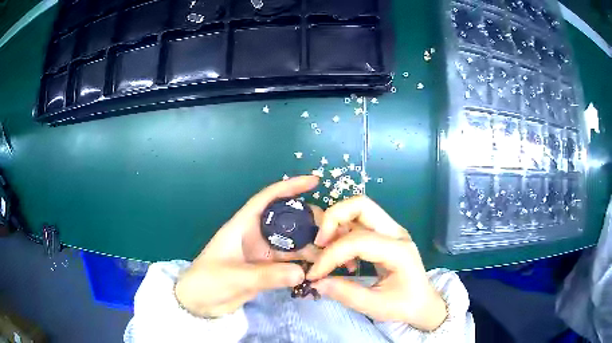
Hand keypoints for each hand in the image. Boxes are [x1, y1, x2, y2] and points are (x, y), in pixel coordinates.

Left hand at [175, 176, 321, 317]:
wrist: (198, 302)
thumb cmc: (207, 282)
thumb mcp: (234, 277)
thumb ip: (266, 276)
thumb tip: (302, 273)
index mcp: (242, 226)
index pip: (267, 198)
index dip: (289, 187)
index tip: (314, 182)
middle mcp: (255, 235)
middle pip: (287, 220)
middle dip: (310, 221)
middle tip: (334, 230)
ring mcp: (262, 253)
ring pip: (292, 243)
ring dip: (311, 246)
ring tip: (333, 252)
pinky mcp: (266, 269)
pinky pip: (290, 261)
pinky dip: (304, 264)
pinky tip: (319, 268)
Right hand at [307, 196, 447, 330]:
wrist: (424, 304)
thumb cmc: (405, 306)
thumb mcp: (376, 306)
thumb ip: (345, 294)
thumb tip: (316, 282)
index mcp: (398, 251)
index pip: (357, 241)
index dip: (330, 255)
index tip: (314, 274)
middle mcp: (396, 233)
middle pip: (360, 205)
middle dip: (333, 219)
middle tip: (320, 244)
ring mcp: (391, 231)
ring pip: (358, 210)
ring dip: (337, 225)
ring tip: (328, 254)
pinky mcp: (385, 235)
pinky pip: (359, 223)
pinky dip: (344, 234)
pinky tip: (344, 261)